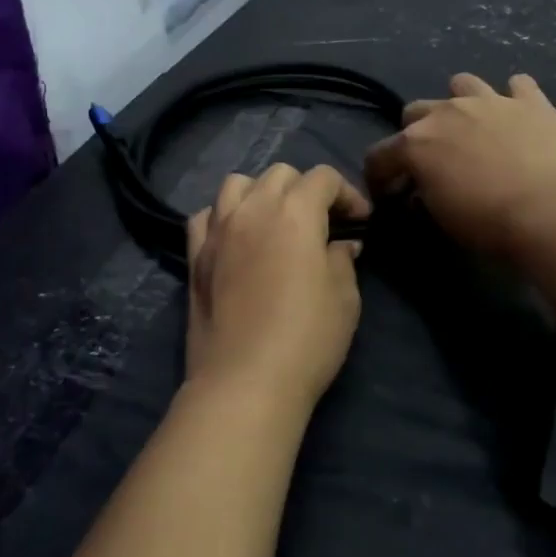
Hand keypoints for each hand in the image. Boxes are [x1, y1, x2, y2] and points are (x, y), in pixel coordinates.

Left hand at [185, 164, 369, 412]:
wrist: (245, 382)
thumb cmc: (307, 339)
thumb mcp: (344, 299)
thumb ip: (342, 260)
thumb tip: (340, 245)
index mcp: (295, 213)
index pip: (323, 178)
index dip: (347, 193)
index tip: (360, 222)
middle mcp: (253, 210)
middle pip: (280, 174)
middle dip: (306, 189)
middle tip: (322, 222)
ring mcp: (218, 231)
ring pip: (236, 184)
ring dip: (261, 192)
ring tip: (275, 221)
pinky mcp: (195, 257)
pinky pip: (206, 216)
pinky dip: (224, 216)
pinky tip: (236, 237)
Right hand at [363, 73, 555, 258]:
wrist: (553, 209)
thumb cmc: (490, 223)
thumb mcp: (442, 220)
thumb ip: (425, 198)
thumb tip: (422, 192)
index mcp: (415, 145)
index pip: (378, 156)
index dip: (378, 177)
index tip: (387, 196)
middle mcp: (446, 112)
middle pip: (415, 112)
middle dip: (416, 134)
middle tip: (432, 162)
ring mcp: (489, 100)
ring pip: (462, 84)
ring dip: (460, 104)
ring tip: (472, 128)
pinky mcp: (530, 100)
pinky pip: (517, 85)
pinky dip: (514, 98)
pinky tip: (518, 117)